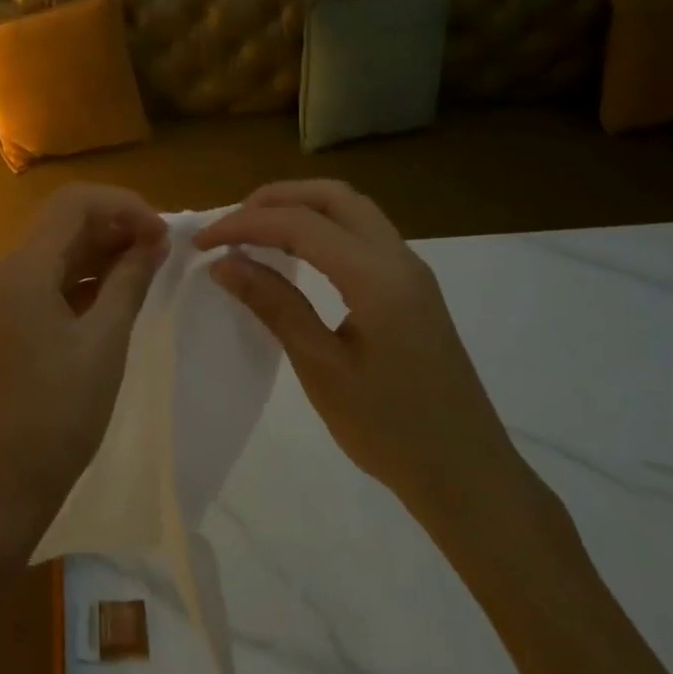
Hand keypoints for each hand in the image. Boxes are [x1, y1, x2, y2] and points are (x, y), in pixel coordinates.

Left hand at [0, 185, 168, 551]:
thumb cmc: (56, 415)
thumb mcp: (104, 343)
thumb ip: (130, 281)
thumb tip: (154, 241)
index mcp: (23, 267)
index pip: (74, 203)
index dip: (124, 205)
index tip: (163, 233)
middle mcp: (6, 269)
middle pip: (63, 220)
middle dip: (115, 222)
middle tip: (161, 247)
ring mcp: (3, 295)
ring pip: (58, 248)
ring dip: (102, 247)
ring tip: (149, 265)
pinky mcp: (8, 319)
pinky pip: (50, 278)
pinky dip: (86, 275)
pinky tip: (119, 291)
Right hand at [195, 180, 534, 538]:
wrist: (468, 477)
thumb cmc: (391, 430)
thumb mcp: (322, 368)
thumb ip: (274, 304)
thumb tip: (224, 263)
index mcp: (376, 276)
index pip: (300, 223)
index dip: (245, 224)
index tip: (203, 242)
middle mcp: (398, 257)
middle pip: (332, 196)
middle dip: (275, 199)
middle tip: (232, 225)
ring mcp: (411, 270)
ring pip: (351, 209)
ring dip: (301, 208)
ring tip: (256, 232)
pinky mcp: (413, 288)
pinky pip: (362, 233)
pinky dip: (322, 227)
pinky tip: (297, 255)